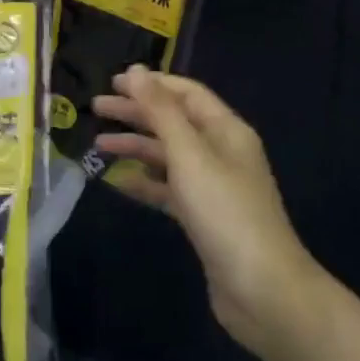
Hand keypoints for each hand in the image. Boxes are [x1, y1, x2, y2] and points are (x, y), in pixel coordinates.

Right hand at [93, 67, 322, 354]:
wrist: (263, 290)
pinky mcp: (204, 218)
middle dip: (137, 112)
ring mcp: (214, 187)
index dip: (151, 84)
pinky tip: (119, 183)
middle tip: (96, 109)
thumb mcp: (190, 154)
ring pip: (169, 156)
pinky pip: (169, 189)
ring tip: (98, 144)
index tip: (113, 81)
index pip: (186, 93)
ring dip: (136, 146)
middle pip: (174, 122)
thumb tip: (137, 70)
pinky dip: (145, 182)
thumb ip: (161, 111)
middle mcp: (222, 152)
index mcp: (226, 130)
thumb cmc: (225, 212)